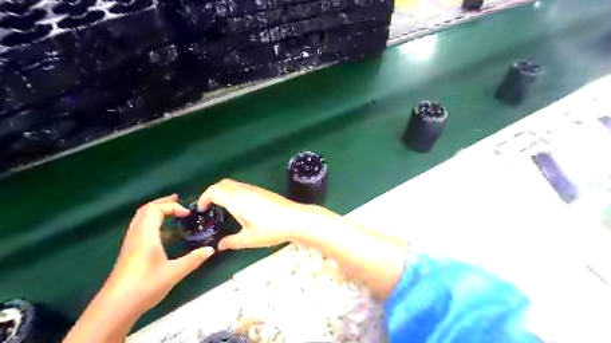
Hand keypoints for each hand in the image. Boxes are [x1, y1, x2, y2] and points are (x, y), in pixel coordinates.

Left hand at [102, 194, 212, 314]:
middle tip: (178, 200)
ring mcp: (131, 244)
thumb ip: (193, 259)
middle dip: (162, 203)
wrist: (114, 307)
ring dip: (156, 211)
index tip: (187, 214)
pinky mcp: (130, 252)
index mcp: (146, 236)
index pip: (155, 210)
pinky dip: (153, 223)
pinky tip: (165, 234)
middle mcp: (136, 236)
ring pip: (141, 219)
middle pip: (145, 210)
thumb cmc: (145, 286)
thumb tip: (211, 249)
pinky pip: (140, 228)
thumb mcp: (173, 272)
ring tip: (172, 212)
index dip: (172, 206)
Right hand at [199, 180, 321, 248]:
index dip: (204, 197)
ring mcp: (255, 189)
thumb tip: (220, 246)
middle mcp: (243, 190)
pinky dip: (234, 192)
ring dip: (224, 191)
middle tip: (209, 206)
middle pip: (223, 183)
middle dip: (212, 192)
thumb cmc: (270, 229)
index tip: (200, 209)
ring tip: (222, 207)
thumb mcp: (249, 239)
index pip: (214, 191)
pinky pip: (243, 187)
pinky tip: (240, 206)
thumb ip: (232, 242)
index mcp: (236, 199)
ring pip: (234, 184)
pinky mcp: (263, 191)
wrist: (295, 219)